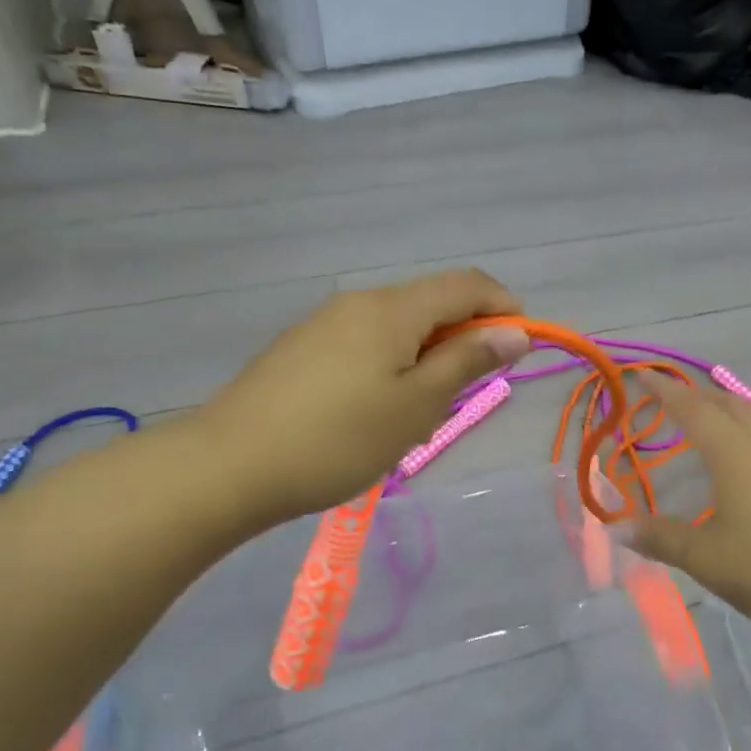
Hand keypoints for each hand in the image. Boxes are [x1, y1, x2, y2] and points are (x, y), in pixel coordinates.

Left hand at [199, 269, 530, 524]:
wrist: (227, 466)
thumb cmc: (338, 438)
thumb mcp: (416, 404)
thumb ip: (467, 361)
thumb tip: (514, 332)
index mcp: (394, 308)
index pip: (467, 284)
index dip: (504, 306)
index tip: (522, 347)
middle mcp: (360, 302)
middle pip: (432, 301)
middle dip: (465, 337)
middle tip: (468, 393)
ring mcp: (326, 323)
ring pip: (398, 325)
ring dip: (428, 355)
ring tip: (422, 412)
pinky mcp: (302, 347)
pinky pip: (366, 342)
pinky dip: (393, 363)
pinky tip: (377, 410)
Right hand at [628, 381, 750, 643]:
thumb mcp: (707, 558)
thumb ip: (662, 538)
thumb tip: (618, 526)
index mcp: (734, 453)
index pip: (692, 409)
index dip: (664, 390)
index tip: (642, 373)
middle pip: (727, 403)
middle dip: (696, 394)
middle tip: (671, 396)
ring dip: (727, 408)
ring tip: (710, 416)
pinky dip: (749, 429)